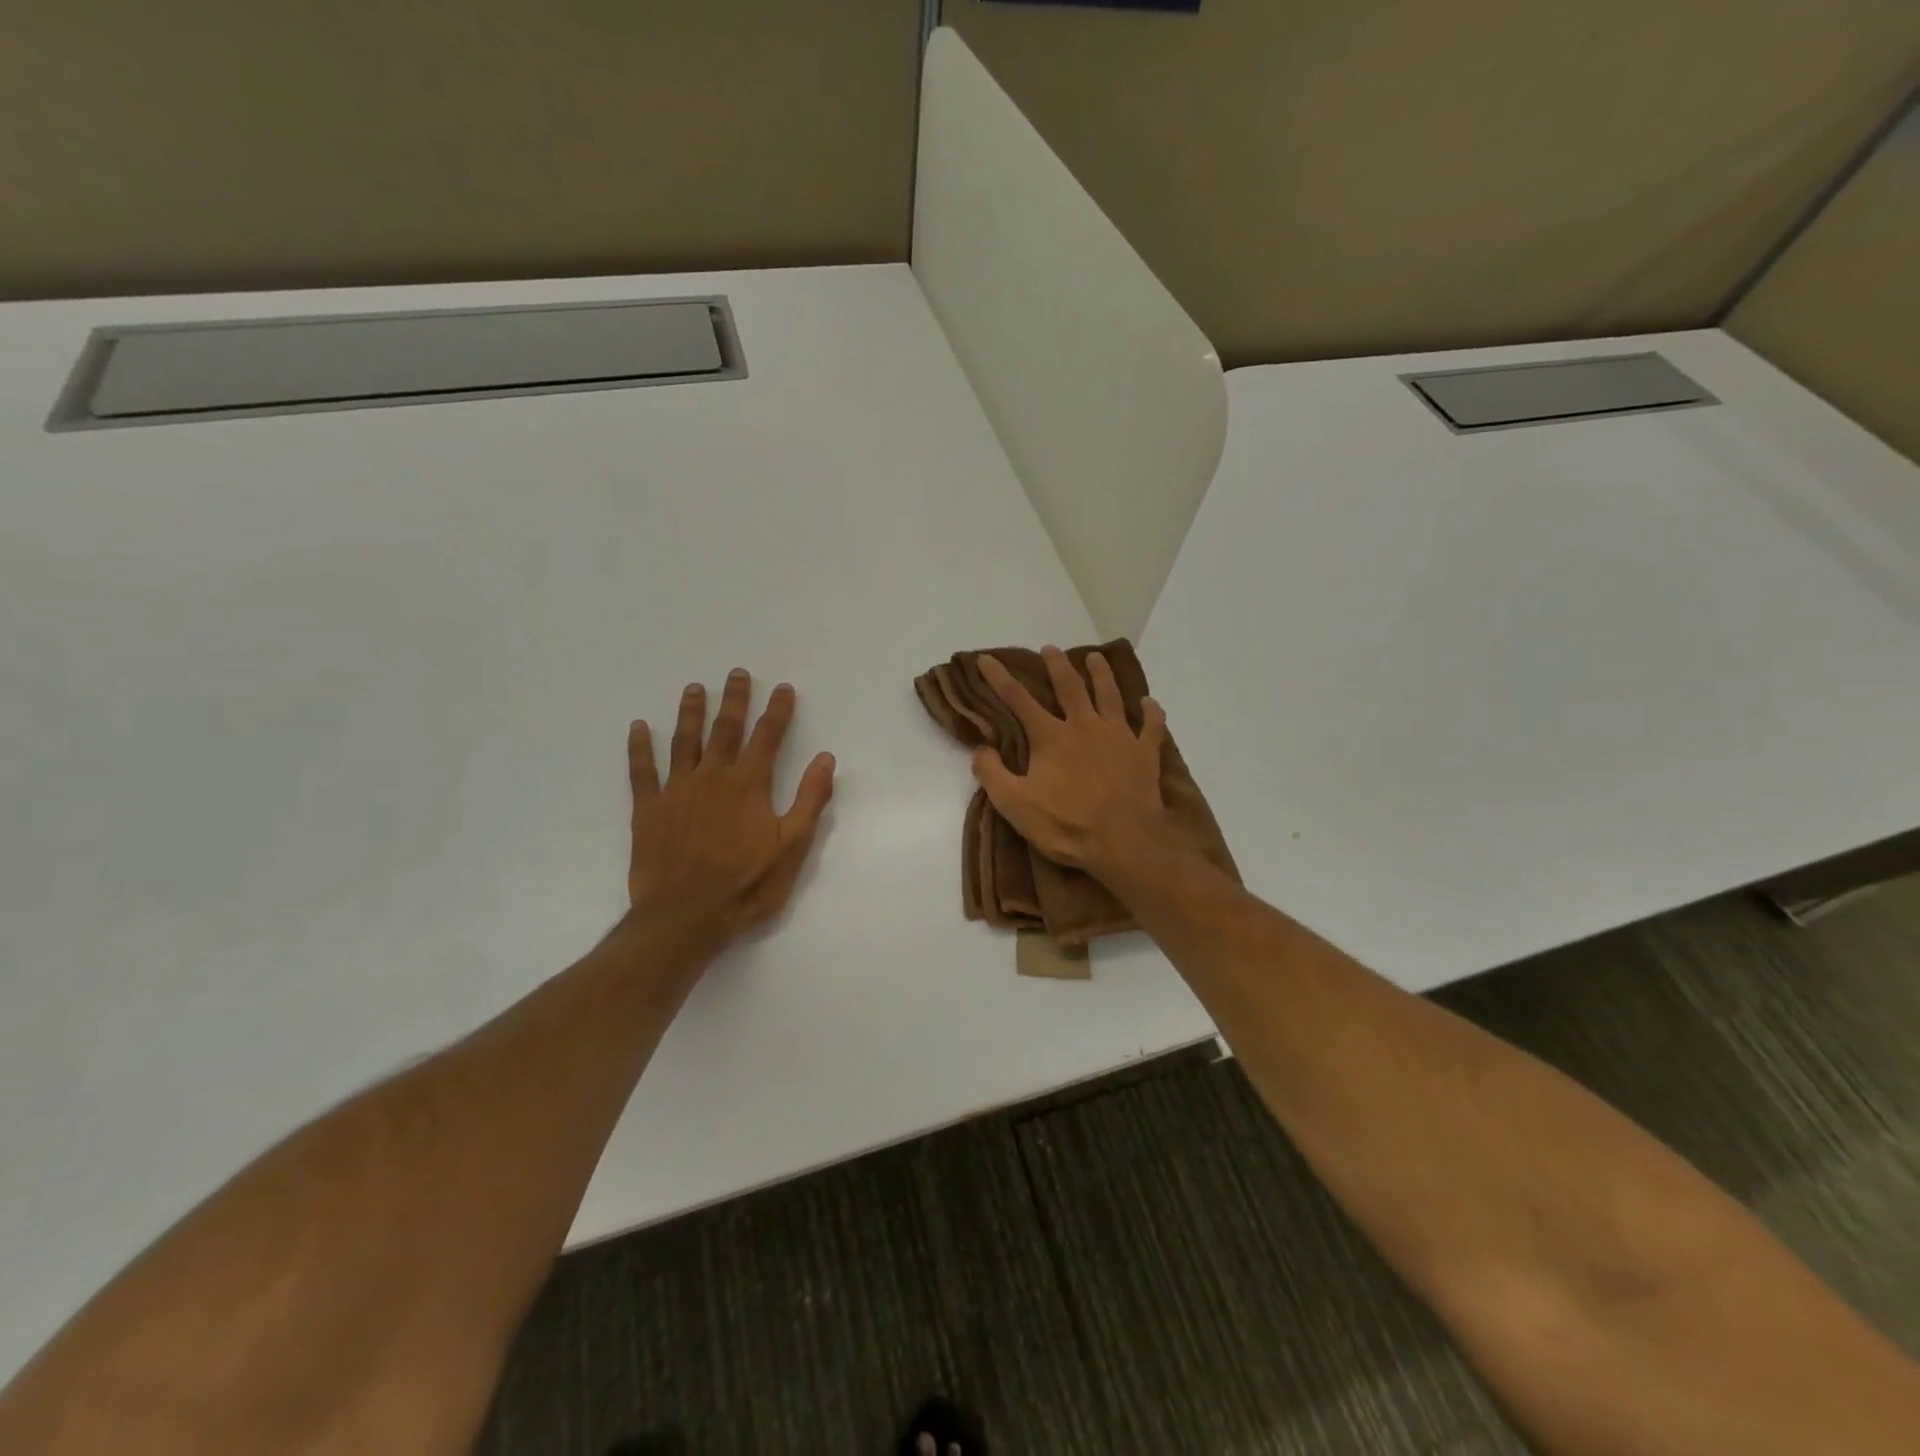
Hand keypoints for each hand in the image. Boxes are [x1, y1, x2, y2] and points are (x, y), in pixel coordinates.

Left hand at [627, 670, 835, 943]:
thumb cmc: (747, 885)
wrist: (686, 917)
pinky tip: (638, 727)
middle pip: (725, 728)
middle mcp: (713, 776)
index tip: (783, 688)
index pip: (768, 736)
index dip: (777, 710)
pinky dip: (640, 747)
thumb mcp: (793, 847)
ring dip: (691, 712)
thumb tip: (825, 758)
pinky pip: (642, 770)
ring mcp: (677, 790)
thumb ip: (810, 799)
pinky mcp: (648, 809)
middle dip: (735, 699)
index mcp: (749, 784)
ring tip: (694, 689)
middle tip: (737, 673)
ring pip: (684, 740)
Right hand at [970, 646, 1172, 878]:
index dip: (999, 678)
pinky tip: (1150, 702)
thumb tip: (981, 749)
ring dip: (1102, 674)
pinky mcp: (1145, 753)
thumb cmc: (1066, 824)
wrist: (1124, 841)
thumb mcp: (1014, 805)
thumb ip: (992, 774)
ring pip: (1110, 695)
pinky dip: (1151, 712)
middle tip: (1051, 649)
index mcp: (1051, 737)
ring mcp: (1119, 736)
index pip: (1018, 700)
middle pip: (1070, 687)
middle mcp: (1084, 726)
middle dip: (1057, 665)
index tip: (986, 659)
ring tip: (1097, 658)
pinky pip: (1151, 726)